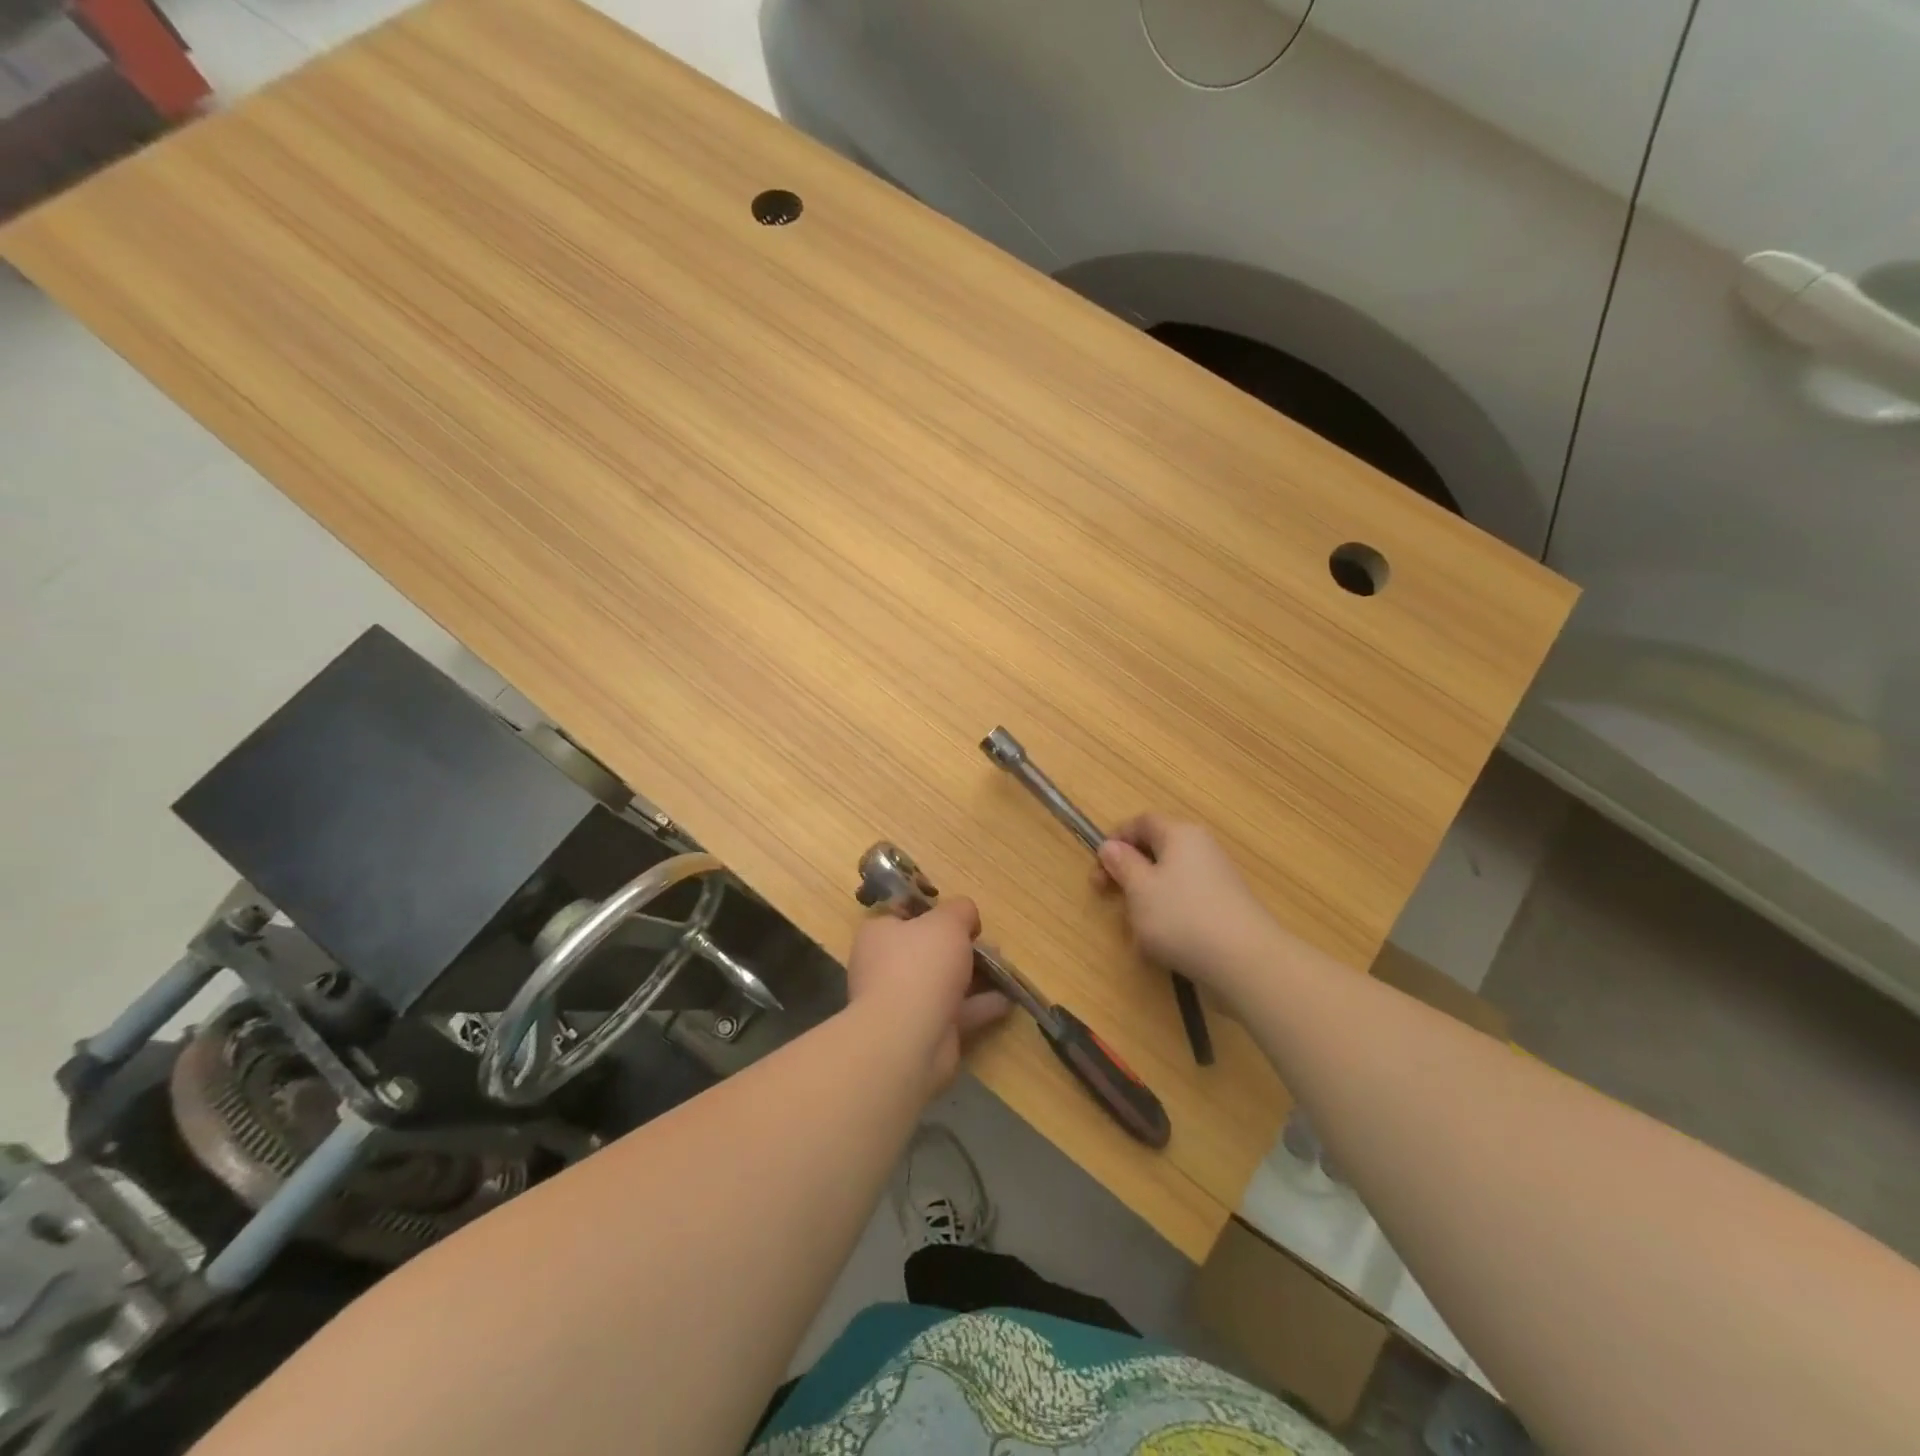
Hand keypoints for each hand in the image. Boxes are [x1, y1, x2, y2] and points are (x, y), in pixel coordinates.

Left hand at [845, 899, 1010, 1090]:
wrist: (908, 1038)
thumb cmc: (921, 965)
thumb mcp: (947, 921)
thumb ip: (961, 910)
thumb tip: (967, 917)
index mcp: (879, 934)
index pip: (902, 914)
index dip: (931, 910)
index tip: (958, 914)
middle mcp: (885, 967)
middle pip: (927, 949)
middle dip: (960, 946)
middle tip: (988, 943)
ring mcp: (904, 1002)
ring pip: (943, 982)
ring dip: (974, 975)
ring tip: (1004, 967)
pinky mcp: (924, 1031)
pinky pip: (956, 1012)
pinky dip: (980, 1005)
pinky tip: (1007, 1000)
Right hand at [1094, 814, 1274, 995]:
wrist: (1245, 962)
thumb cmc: (1182, 917)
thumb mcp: (1139, 889)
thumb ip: (1122, 864)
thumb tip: (1111, 846)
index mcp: (1180, 834)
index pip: (1142, 822)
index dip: (1117, 838)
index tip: (1099, 866)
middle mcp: (1201, 850)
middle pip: (1156, 851)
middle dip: (1128, 873)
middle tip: (1107, 896)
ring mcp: (1216, 880)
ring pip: (1168, 881)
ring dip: (1146, 900)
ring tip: (1136, 929)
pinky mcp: (1223, 909)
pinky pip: (1185, 904)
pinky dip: (1168, 918)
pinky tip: (1162, 944)